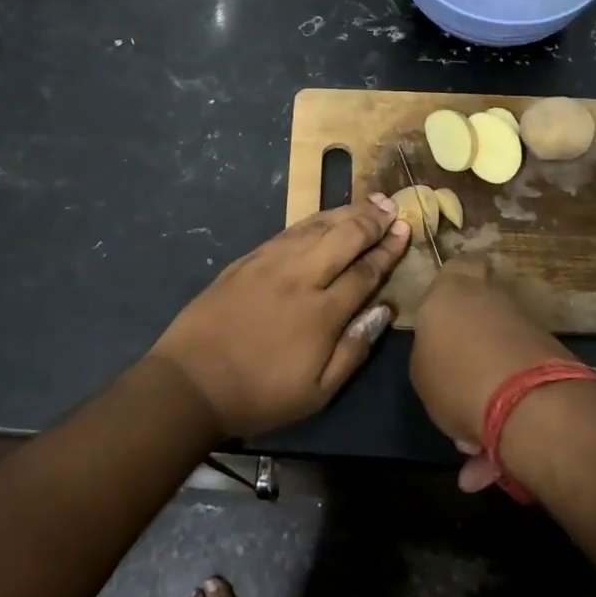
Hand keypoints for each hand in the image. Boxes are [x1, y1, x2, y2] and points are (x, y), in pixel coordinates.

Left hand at [150, 195, 409, 439]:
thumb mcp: (317, 392)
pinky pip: (289, 230)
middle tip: (393, 205)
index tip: (405, 231)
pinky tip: (325, 216)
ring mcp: (271, 263)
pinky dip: (314, 219)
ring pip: (317, 227)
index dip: (388, 250)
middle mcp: (300, 277)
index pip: (365, 271)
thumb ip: (354, 349)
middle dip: (372, 220)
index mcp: (322, 312)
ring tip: (369, 202)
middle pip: (344, 237)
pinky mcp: (248, 260)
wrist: (191, 382)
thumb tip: (384, 311)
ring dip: (346, 212)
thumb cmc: (259, 394)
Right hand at [410, 257, 576, 490]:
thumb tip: (445, 358)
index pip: (458, 265)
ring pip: (499, 356)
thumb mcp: (420, 370)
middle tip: (455, 383)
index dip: (455, 282)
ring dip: (487, 391)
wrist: (526, 403)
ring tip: (471, 446)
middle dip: (470, 346)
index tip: (448, 307)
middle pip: (481, 312)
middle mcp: (492, 299)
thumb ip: (431, 353)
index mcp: (451, 291)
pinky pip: (518, 384)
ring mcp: (526, 326)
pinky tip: (492, 462)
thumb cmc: (454, 376)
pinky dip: (507, 416)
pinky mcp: (552, 357)